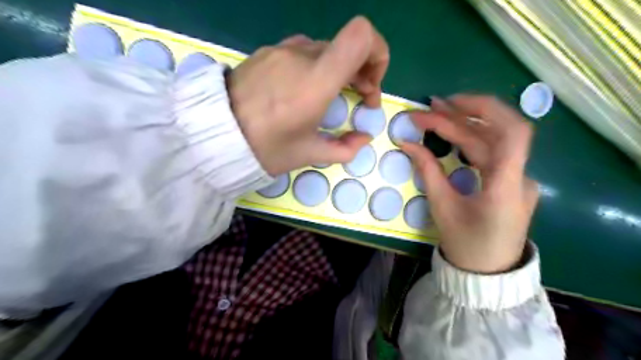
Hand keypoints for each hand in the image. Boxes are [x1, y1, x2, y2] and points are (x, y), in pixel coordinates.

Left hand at [231, 15, 390, 175]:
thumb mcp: (308, 154)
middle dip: (362, 71)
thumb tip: (363, 138)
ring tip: (329, 95)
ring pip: (325, 50)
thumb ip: (345, 148)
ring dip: (338, 70)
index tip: (371, 84)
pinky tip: (302, 89)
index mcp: (316, 81)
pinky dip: (315, 66)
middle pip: (347, 46)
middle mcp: (301, 55)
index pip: (361, 36)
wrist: (213, 135)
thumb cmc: (265, 148)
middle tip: (358, 98)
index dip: (378, 53)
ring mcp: (281, 50)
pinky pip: (301, 52)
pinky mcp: (266, 52)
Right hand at [403, 95, 536, 272]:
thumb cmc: (465, 243)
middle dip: (460, 117)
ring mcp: (517, 178)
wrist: (487, 272)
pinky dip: (470, 140)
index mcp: (506, 186)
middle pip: (494, 134)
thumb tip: (407, 143)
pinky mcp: (509, 181)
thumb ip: (427, 170)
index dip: (484, 110)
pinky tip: (453, 133)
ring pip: (492, 142)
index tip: (449, 103)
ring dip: (464, 126)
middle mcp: (519, 176)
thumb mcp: (442, 207)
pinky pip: (491, 154)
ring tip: (436, 115)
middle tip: (429, 108)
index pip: (512, 132)